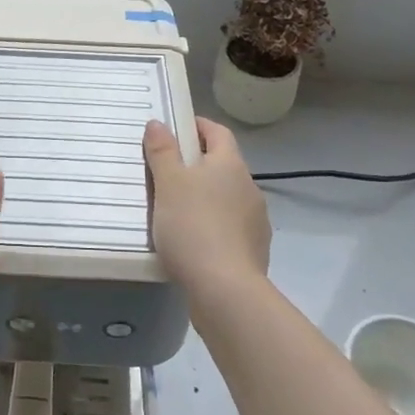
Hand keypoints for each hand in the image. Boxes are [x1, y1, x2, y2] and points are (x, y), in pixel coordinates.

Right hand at [143, 117, 271, 304]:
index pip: (218, 132)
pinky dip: (212, 226)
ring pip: (226, 198)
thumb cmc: (193, 226)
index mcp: (230, 164)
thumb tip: (159, 123)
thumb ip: (162, 151)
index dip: (197, 126)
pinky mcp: (254, 250)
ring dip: (205, 198)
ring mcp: (255, 221)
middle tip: (165, 172)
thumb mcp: (168, 183)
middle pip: (222, 165)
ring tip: (175, 210)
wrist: (226, 291)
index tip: (174, 129)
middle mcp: (249, 187)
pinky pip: (229, 227)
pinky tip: (192, 241)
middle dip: (197, 165)